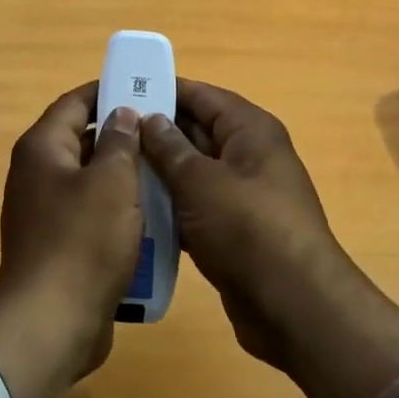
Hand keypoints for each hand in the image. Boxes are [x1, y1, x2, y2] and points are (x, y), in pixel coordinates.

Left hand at [0, 84, 143, 397]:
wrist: (51, 324)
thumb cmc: (83, 242)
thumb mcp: (112, 183)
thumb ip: (119, 142)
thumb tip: (122, 114)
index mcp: (43, 148)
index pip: (75, 102)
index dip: (108, 91)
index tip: (145, 89)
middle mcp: (37, 173)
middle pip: (82, 139)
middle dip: (123, 135)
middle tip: (165, 134)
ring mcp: (44, 211)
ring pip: (91, 179)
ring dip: (124, 176)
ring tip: (166, 173)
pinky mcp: (57, 243)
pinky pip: (90, 214)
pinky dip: (117, 210)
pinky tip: (151, 218)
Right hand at [140, 81, 398, 397]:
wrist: (294, 307)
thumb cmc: (247, 229)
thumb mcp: (200, 182)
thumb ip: (169, 147)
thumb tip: (147, 117)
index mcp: (249, 130)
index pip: (201, 95)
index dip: (162, 90)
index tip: (119, 91)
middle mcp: (249, 155)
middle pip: (195, 131)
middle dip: (153, 133)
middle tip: (104, 134)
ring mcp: (242, 195)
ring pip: (192, 172)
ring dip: (158, 173)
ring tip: (111, 170)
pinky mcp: (234, 230)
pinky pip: (195, 206)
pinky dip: (169, 207)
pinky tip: (132, 211)